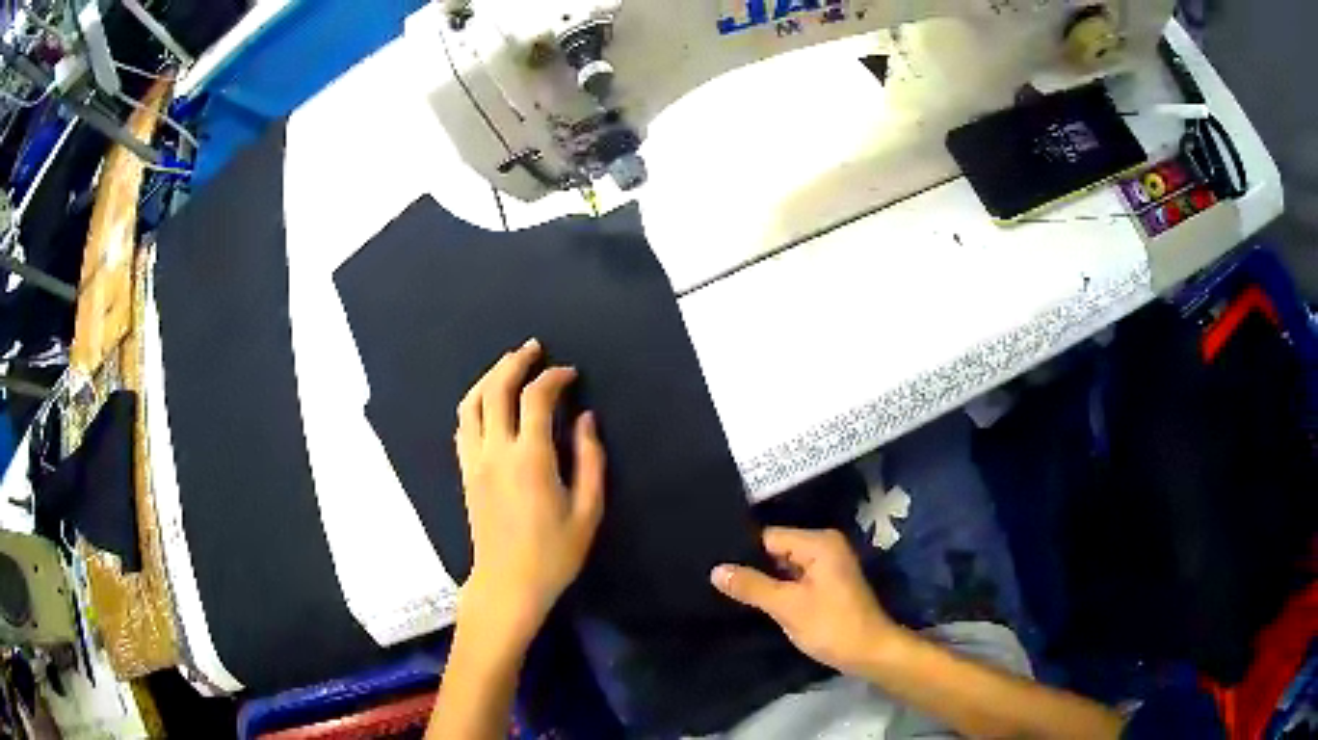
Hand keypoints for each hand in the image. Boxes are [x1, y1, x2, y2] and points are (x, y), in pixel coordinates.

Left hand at [454, 338, 605, 645]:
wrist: (508, 583)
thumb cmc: (554, 553)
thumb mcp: (587, 511)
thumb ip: (590, 459)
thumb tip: (586, 418)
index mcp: (530, 458)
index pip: (536, 398)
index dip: (553, 377)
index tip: (569, 373)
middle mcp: (496, 450)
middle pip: (496, 389)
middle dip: (514, 361)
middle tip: (533, 348)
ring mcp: (475, 460)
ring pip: (472, 402)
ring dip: (489, 376)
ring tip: (508, 363)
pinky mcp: (466, 471)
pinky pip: (463, 424)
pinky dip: (475, 401)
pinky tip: (487, 399)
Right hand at [712, 527, 896, 675]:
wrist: (869, 652)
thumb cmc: (831, 625)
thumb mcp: (787, 606)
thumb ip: (752, 586)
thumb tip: (716, 570)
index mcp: (819, 543)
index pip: (769, 537)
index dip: (742, 551)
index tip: (712, 562)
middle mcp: (824, 546)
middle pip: (776, 549)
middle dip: (751, 565)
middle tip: (715, 578)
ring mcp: (827, 565)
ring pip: (783, 565)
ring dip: (764, 579)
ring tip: (726, 587)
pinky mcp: (826, 584)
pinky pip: (794, 578)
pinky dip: (778, 588)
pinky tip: (754, 598)